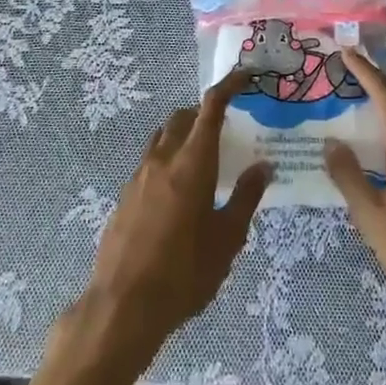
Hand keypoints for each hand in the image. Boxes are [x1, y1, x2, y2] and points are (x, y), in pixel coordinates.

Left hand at [67, 71, 271, 373]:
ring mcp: (139, 176)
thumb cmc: (184, 273)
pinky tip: (177, 195)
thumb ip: (245, 198)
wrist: (122, 307)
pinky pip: (149, 162)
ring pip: (163, 137)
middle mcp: (163, 158)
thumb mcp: (227, 239)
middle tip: (226, 129)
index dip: (229, 85)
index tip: (245, 76)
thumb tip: (263, 166)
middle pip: (184, 117)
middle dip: (204, 113)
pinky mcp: (124, 196)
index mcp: (193, 162)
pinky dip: (167, 161)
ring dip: (183, 135)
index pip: (211, 106)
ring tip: (202, 161)